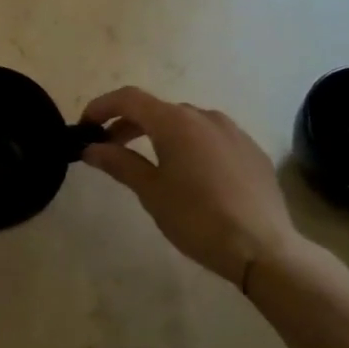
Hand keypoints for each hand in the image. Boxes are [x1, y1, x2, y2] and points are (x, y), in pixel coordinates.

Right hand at [80, 86, 303, 284]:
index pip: (128, 98)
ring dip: (161, 134)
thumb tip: (91, 148)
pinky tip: (191, 175)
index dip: (101, 106)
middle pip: (157, 109)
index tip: (85, 126)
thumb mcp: (150, 192)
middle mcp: (204, 115)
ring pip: (186, 123)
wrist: (263, 249)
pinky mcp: (252, 150)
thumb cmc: (197, 218)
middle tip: (110, 149)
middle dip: (129, 124)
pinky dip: (191, 146)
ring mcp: (233, 131)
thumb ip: (119, 163)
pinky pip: (212, 138)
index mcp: (175, 121)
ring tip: (150, 163)